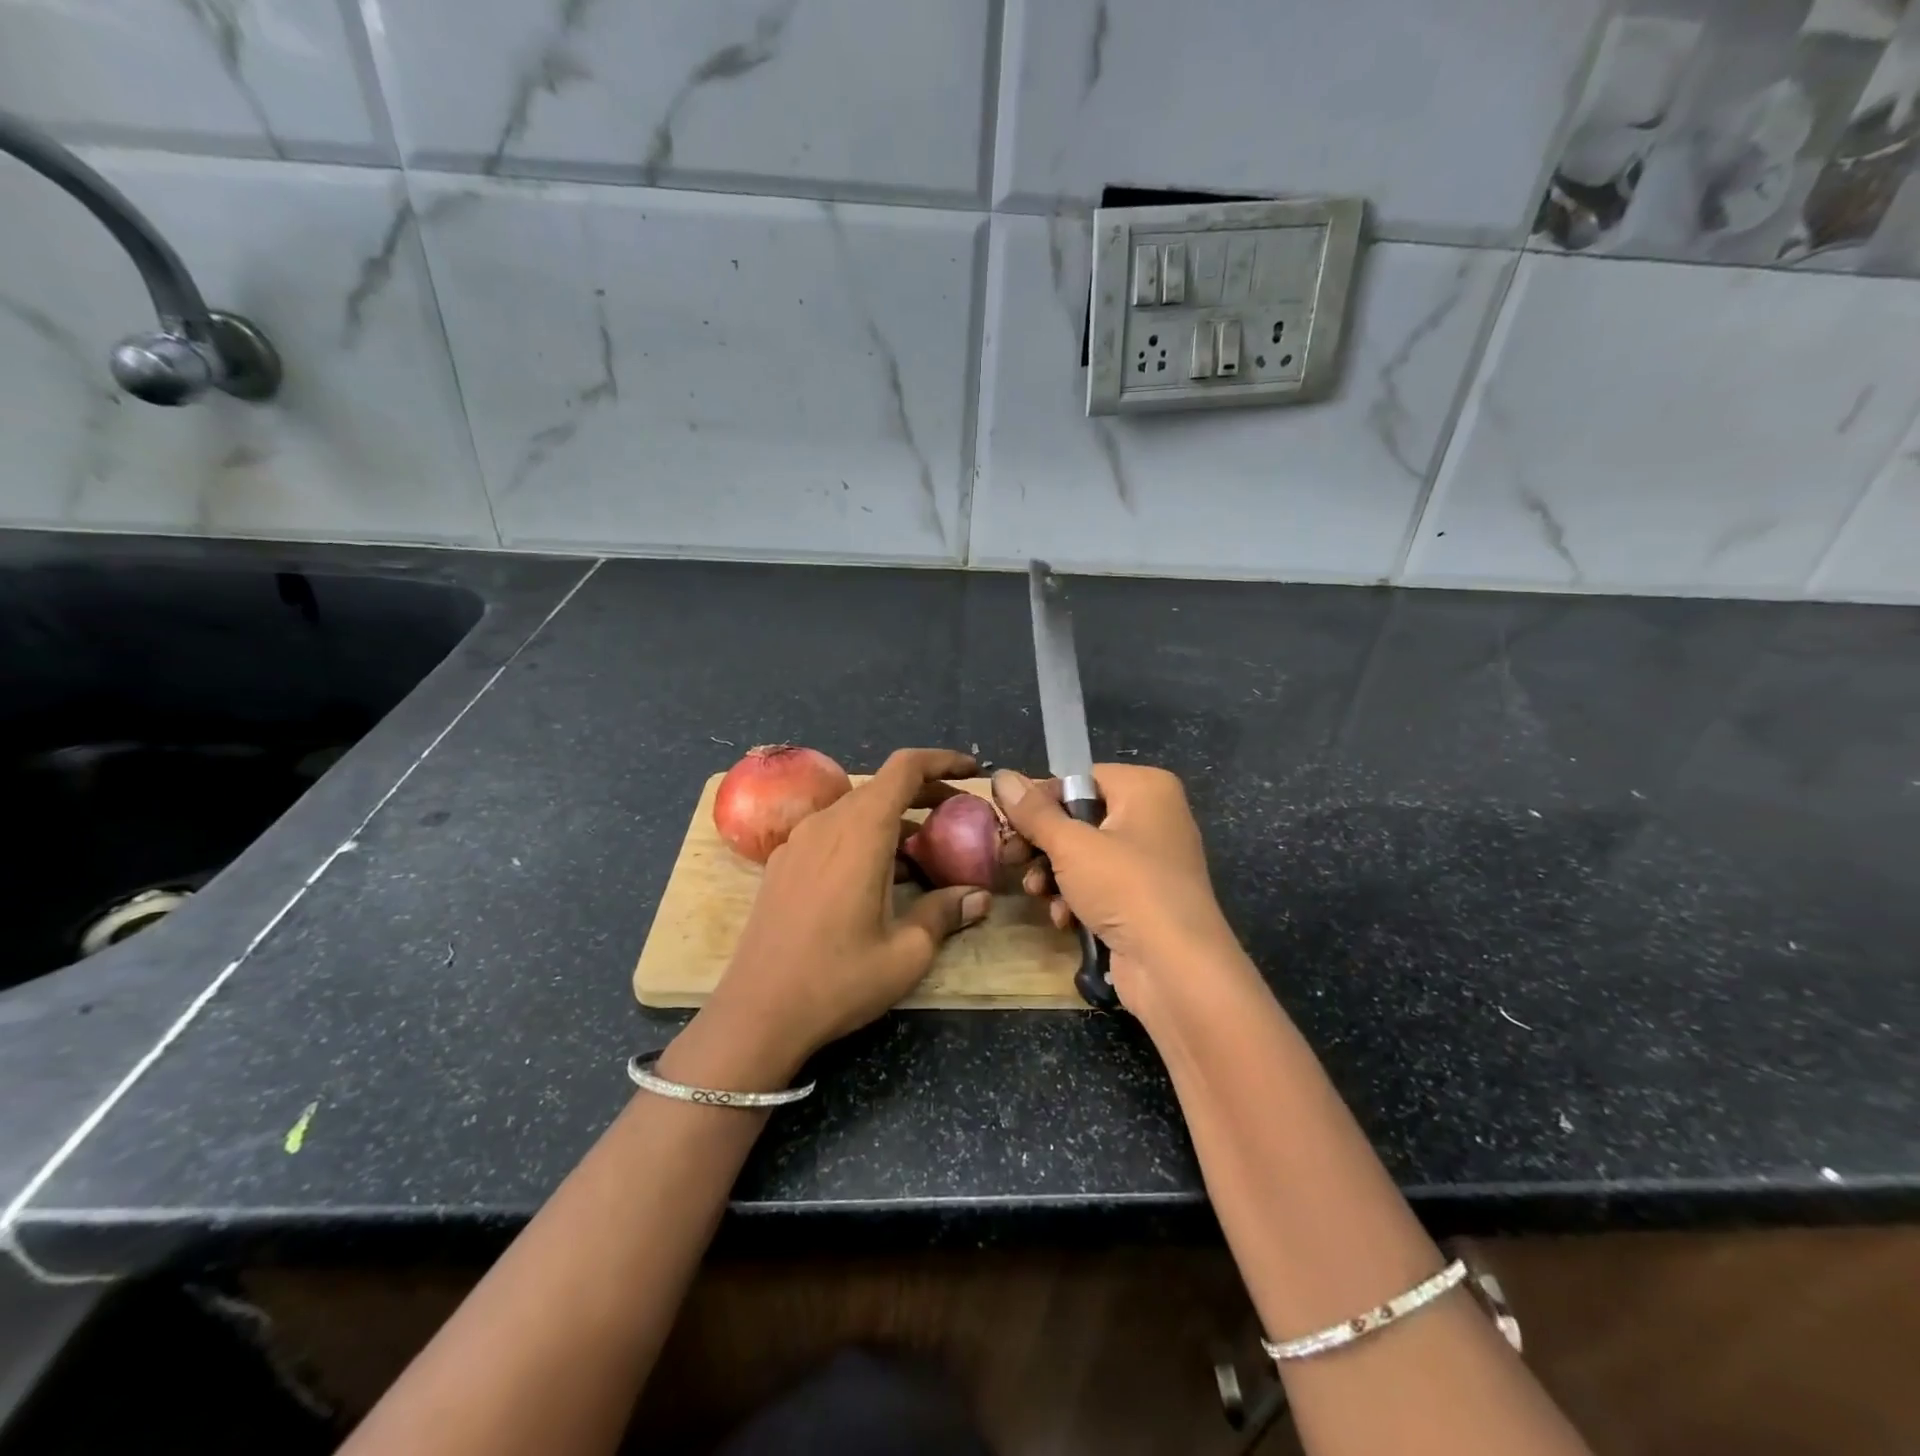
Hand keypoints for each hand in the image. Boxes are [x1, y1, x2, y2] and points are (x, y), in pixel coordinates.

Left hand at [695, 749, 993, 1079]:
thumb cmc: (836, 981)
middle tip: (959, 818)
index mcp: (860, 832)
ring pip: (856, 809)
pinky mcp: (783, 863)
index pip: (905, 768)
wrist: (756, 1013)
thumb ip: (945, 913)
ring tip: (925, 854)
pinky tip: (879, 878)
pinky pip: (832, 831)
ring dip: (894, 819)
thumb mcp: (906, 954)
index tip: (972, 772)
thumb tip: (979, 896)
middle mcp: (827, 823)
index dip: (942, 761)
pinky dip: (864, 837)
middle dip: (925, 794)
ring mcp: (799, 841)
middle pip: (882, 786)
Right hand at [991, 765, 1241, 1006]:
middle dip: (1043, 844)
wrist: (1176, 967)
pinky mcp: (1146, 899)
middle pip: (1080, 818)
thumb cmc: (1125, 887)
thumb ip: (1033, 812)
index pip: (1080, 778)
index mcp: (1146, 788)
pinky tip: (1064, 919)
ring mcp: (1152, 860)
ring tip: (1038, 893)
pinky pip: (1102, 885)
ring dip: (1054, 876)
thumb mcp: (1070, 845)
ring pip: (1085, 855)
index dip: (1040, 800)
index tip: (1006, 821)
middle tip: (1011, 858)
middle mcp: (1154, 816)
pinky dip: (1078, 899)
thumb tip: (1000, 776)